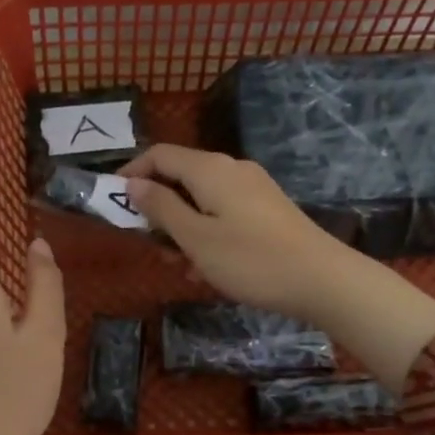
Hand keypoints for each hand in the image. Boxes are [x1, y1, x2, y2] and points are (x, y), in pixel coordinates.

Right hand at [121, 144, 434, 388]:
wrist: (321, 279)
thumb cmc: (250, 260)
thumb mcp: (196, 238)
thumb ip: (161, 208)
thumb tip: (133, 184)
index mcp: (209, 169)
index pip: (159, 155)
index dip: (131, 173)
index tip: (112, 202)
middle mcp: (231, 169)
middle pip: (180, 177)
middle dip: (158, 208)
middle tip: (148, 245)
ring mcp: (253, 189)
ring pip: (201, 199)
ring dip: (181, 227)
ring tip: (179, 265)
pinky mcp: (267, 210)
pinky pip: (223, 213)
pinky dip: (206, 233)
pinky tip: (207, 269)